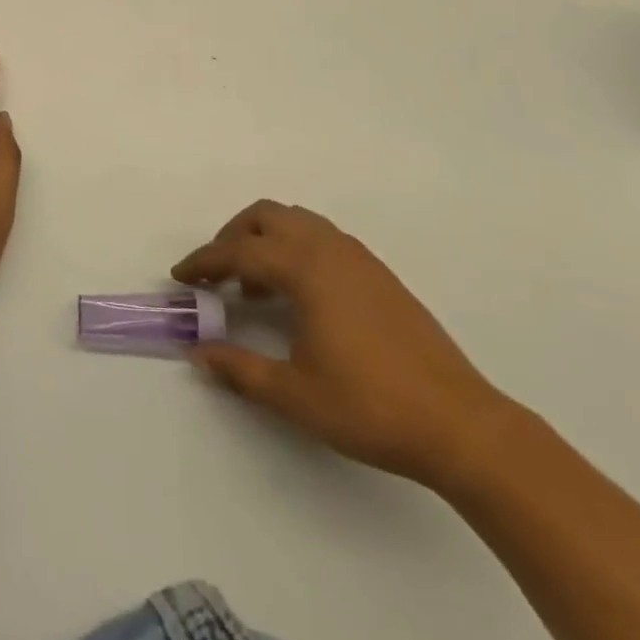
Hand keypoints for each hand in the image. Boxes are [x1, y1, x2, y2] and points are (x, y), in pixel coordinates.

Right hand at [173, 201, 510, 490]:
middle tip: (216, 273)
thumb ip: (240, 369)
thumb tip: (198, 352)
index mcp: (305, 269)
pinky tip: (299, 295)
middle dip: (232, 235)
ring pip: (297, 221)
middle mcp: (329, 248)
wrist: (459, 423)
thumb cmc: (370, 407)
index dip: (204, 261)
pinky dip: (295, 248)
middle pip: (266, 216)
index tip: (180, 276)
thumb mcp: (294, 395)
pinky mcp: (378, 273)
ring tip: (256, 285)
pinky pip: (322, 237)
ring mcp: (358, 257)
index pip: (239, 251)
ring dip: (266, 239)